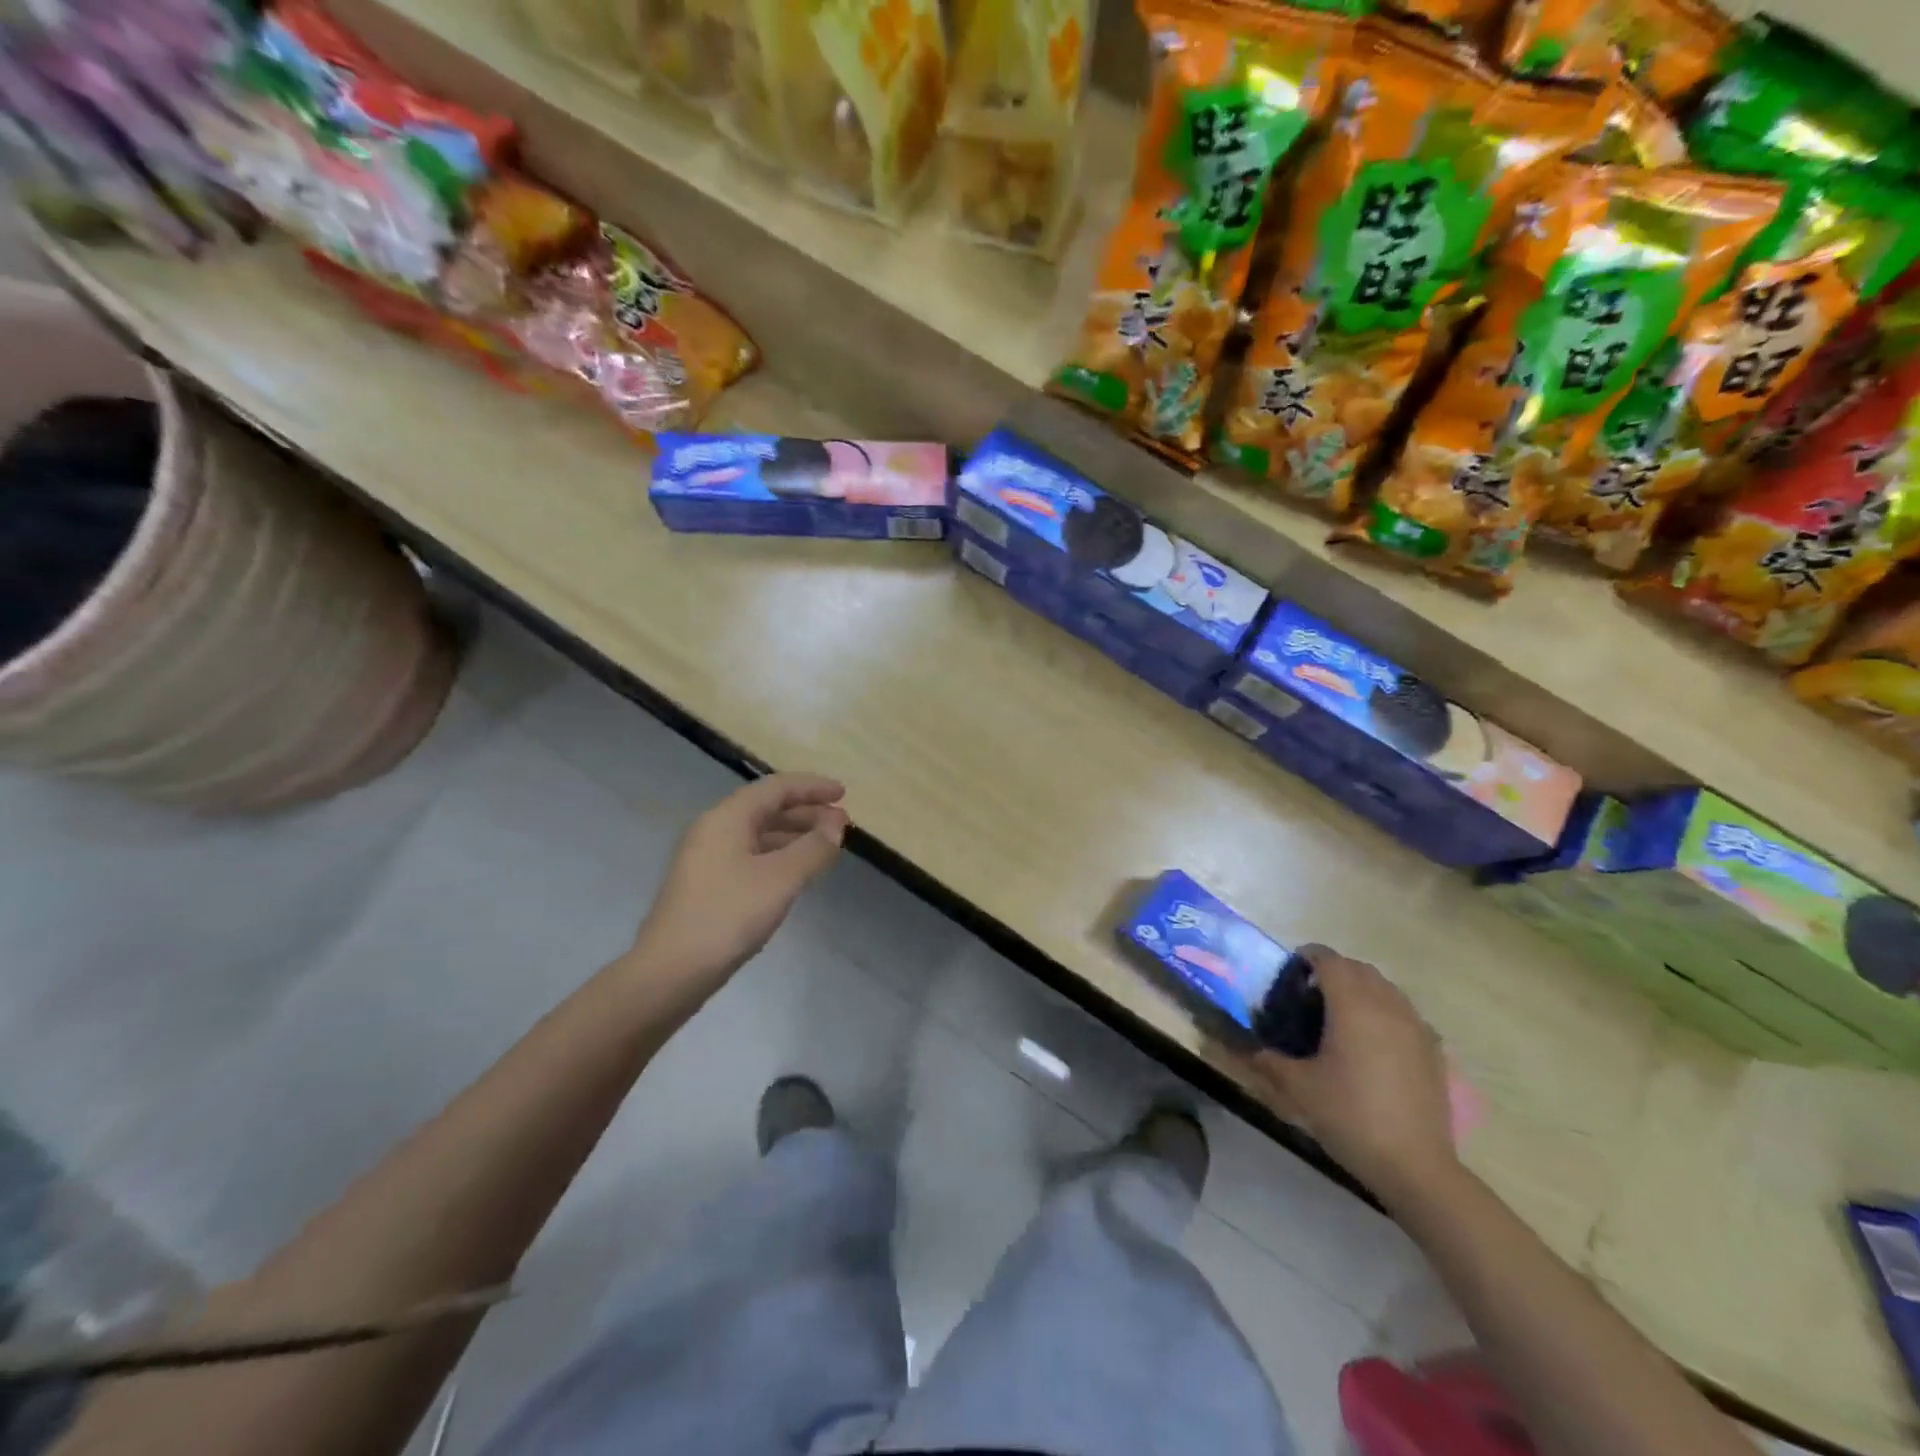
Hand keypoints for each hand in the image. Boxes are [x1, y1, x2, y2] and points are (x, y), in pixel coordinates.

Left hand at [627, 773, 849, 1008]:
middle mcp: (715, 830)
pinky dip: (780, 856)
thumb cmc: (728, 915)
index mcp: (728, 818)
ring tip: (827, 848)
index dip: (812, 787)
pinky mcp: (708, 885)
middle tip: (842, 825)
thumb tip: (835, 826)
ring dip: (795, 835)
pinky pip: (751, 856)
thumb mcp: (781, 879)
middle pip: (767, 808)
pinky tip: (797, 874)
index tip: (844, 794)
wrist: (671, 971)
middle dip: (807, 812)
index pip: (776, 788)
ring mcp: (708, 859)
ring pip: (759, 834)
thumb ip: (813, 848)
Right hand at [1249, 946, 1459, 1209]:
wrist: (1415, 1166)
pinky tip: (1373, 1043)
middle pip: (1359, 969)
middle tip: (1308, 996)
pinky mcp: (1434, 1050)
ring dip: (1361, 989)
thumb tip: (1245, 1047)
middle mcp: (1387, 1005)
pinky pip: (1405, 1013)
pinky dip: (1385, 1012)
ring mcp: (1416, 1027)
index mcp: (1352, 1005)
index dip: (1307, 957)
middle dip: (1333, 972)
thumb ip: (1266, 1059)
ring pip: (1386, 988)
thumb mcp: (1297, 1088)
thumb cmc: (1350, 1116)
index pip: (1329, 959)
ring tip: (1340, 1017)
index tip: (1289, 973)